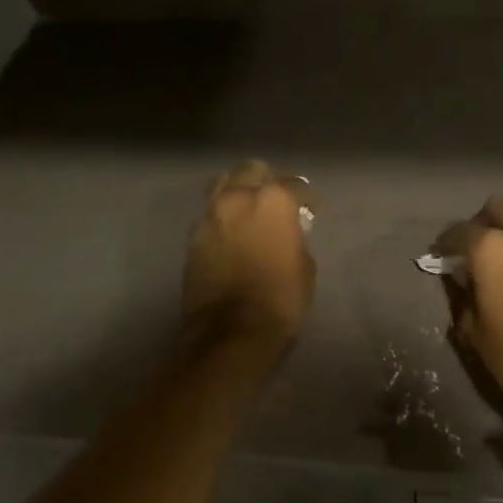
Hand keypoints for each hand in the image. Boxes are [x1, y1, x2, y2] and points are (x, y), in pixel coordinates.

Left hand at [182, 160, 314, 344]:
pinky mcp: (193, 236)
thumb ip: (295, 237)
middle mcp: (238, 197)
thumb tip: (287, 232)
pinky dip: (222, 216)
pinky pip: (211, 213)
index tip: (310, 210)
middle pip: (252, 171)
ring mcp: (210, 215)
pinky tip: (231, 232)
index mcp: (273, 200)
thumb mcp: (304, 265)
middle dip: (266, 181)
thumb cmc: (280, 298)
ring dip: (239, 191)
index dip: (306, 199)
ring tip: (249, 210)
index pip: (295, 185)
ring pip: (224, 184)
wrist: (231, 331)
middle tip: (276, 201)